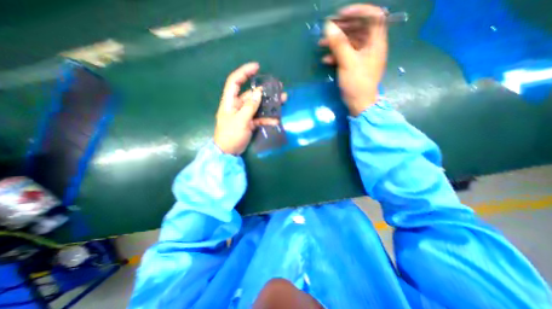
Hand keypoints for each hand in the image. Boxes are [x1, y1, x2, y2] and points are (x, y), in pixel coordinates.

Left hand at [213, 62, 285, 155]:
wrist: (228, 152)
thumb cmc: (231, 135)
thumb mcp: (240, 120)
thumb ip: (250, 106)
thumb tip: (258, 92)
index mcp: (230, 101)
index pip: (235, 81)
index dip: (244, 72)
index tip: (257, 67)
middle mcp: (237, 105)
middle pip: (251, 94)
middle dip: (265, 90)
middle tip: (278, 88)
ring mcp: (244, 114)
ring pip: (258, 106)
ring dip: (269, 104)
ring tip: (283, 100)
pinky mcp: (249, 122)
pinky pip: (260, 118)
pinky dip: (267, 119)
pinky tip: (276, 120)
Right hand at [319, 3, 386, 115]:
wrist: (359, 104)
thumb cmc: (357, 83)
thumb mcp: (347, 63)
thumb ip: (339, 44)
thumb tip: (329, 26)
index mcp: (376, 42)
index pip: (373, 16)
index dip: (358, 12)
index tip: (341, 16)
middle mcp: (371, 46)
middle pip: (359, 29)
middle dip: (342, 28)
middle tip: (327, 30)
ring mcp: (363, 57)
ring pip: (350, 42)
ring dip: (336, 43)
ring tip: (321, 45)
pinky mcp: (356, 66)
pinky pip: (347, 55)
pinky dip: (336, 55)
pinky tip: (326, 60)